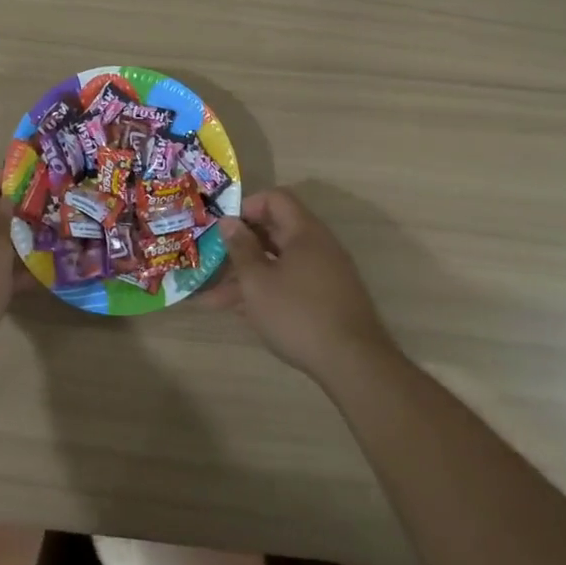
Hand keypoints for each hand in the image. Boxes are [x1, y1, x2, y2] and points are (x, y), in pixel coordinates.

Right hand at [219, 189, 393, 383]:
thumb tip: (229, 222)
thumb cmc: (298, 314)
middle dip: (239, 248)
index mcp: (304, 232)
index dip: (246, 207)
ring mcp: (324, 275)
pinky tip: (238, 312)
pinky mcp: (325, 300)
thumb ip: (240, 248)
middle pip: (274, 233)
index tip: (224, 229)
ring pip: (277, 264)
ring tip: (210, 299)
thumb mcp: (258, 281)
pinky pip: (289, 285)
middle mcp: (317, 247)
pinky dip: (264, 292)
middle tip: (211, 262)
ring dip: (246, 277)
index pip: (275, 199)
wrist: (354, 365)